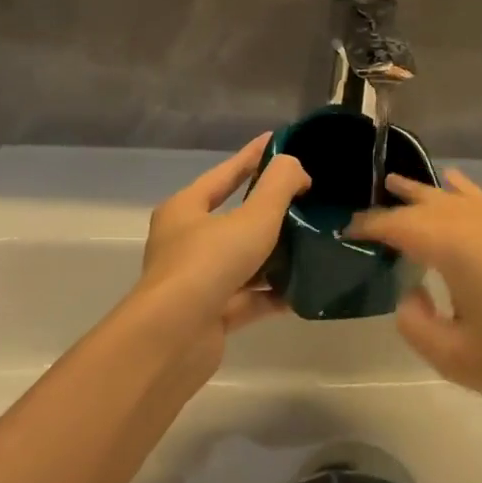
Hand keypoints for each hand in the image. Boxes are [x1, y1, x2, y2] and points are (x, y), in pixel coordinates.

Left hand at [133, 136, 310, 354]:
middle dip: (269, 208)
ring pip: (243, 260)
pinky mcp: (209, 316)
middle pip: (234, 218)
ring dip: (274, 254)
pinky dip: (272, 293)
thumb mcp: (252, 217)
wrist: (170, 342)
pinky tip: (302, 290)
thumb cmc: (207, 265)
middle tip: (305, 195)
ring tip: (311, 241)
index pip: (226, 173)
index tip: (277, 140)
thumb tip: (295, 168)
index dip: (253, 155)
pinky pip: (248, 298)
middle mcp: (186, 242)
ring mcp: (197, 281)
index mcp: (186, 209)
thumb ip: (279, 186)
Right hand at [347, 170, 481, 425]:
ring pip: (457, 196)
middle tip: (370, 198)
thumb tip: (410, 295)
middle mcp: (478, 222)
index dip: (372, 225)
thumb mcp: (459, 360)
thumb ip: (419, 325)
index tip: (349, 228)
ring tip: (402, 182)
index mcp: (455, 247)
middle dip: (398, 200)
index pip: (401, 226)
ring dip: (427, 191)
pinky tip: (459, 186)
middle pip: (428, 202)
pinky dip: (464, 192)